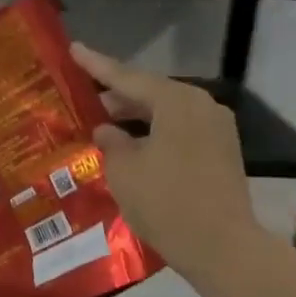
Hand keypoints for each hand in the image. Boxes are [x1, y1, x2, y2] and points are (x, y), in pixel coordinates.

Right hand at [71, 42, 262, 284]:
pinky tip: (131, 148)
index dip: (96, 66)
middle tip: (83, 101)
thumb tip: (106, 131)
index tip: (74, 50)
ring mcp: (216, 130)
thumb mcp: (124, 170)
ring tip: (102, 127)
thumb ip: (111, 142)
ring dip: (135, 119)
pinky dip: (154, 134)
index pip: (127, 77)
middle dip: (116, 98)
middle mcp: (201, 106)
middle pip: (151, 94)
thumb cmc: (166, 202)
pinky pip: (179, 132)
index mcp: (177, 101)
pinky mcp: (221, 153)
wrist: (222, 247)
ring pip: (166, 114)